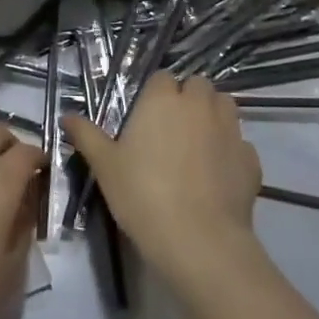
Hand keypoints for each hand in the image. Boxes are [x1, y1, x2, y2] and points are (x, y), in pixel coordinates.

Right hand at [62, 74, 262, 288]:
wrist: (198, 239)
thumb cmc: (142, 195)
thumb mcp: (105, 166)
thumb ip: (86, 135)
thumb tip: (67, 115)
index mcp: (163, 99)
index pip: (161, 78)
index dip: (155, 95)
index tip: (145, 119)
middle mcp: (199, 104)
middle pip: (197, 85)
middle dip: (188, 99)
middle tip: (171, 130)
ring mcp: (230, 129)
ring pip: (225, 106)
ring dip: (213, 116)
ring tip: (197, 146)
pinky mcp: (252, 158)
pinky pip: (241, 143)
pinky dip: (231, 151)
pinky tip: (218, 176)